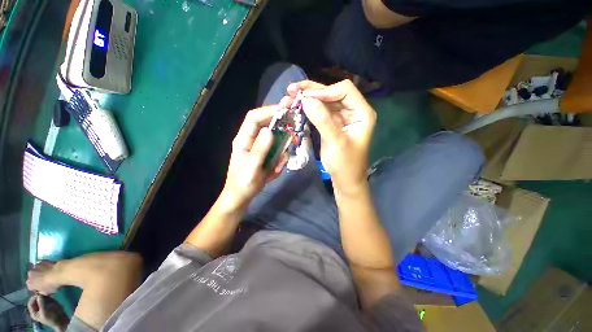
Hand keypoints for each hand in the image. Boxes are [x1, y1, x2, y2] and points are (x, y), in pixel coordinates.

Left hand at [27, 294, 69, 331]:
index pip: (30, 302)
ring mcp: (43, 306)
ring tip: (49, 294)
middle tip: (45, 293)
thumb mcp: (45, 311)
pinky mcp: (49, 303)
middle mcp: (37, 308)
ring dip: (45, 295)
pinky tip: (51, 295)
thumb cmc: (52, 317)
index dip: (34, 298)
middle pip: (36, 299)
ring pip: (42, 297)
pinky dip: (48, 295)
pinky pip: (47, 298)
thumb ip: (41, 303)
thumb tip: (39, 294)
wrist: (61, 320)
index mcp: (34, 312)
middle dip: (40, 296)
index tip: (39, 294)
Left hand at [221, 105, 286, 208]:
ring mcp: (260, 148)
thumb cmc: (242, 183)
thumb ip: (260, 149)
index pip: (254, 118)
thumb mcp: (251, 168)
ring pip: (276, 140)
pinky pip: (278, 153)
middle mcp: (252, 140)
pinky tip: (273, 172)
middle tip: (294, 126)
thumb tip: (269, 130)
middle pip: (267, 125)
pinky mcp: (266, 155)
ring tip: (276, 167)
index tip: (285, 110)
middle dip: (280, 126)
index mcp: (244, 139)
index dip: (268, 111)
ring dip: (281, 151)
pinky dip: (280, 161)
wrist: (242, 197)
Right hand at [287, 80, 375, 194]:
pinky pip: (319, 112)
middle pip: (332, 93)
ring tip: (289, 97)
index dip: (325, 91)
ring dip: (307, 99)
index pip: (345, 90)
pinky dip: (308, 109)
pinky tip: (297, 107)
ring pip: (324, 101)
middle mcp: (353, 111)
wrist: (344, 180)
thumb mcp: (336, 143)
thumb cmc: (345, 164)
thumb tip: (306, 100)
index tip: (306, 98)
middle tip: (291, 90)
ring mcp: (341, 117)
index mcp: (362, 113)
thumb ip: (323, 120)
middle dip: (312, 91)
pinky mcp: (331, 124)